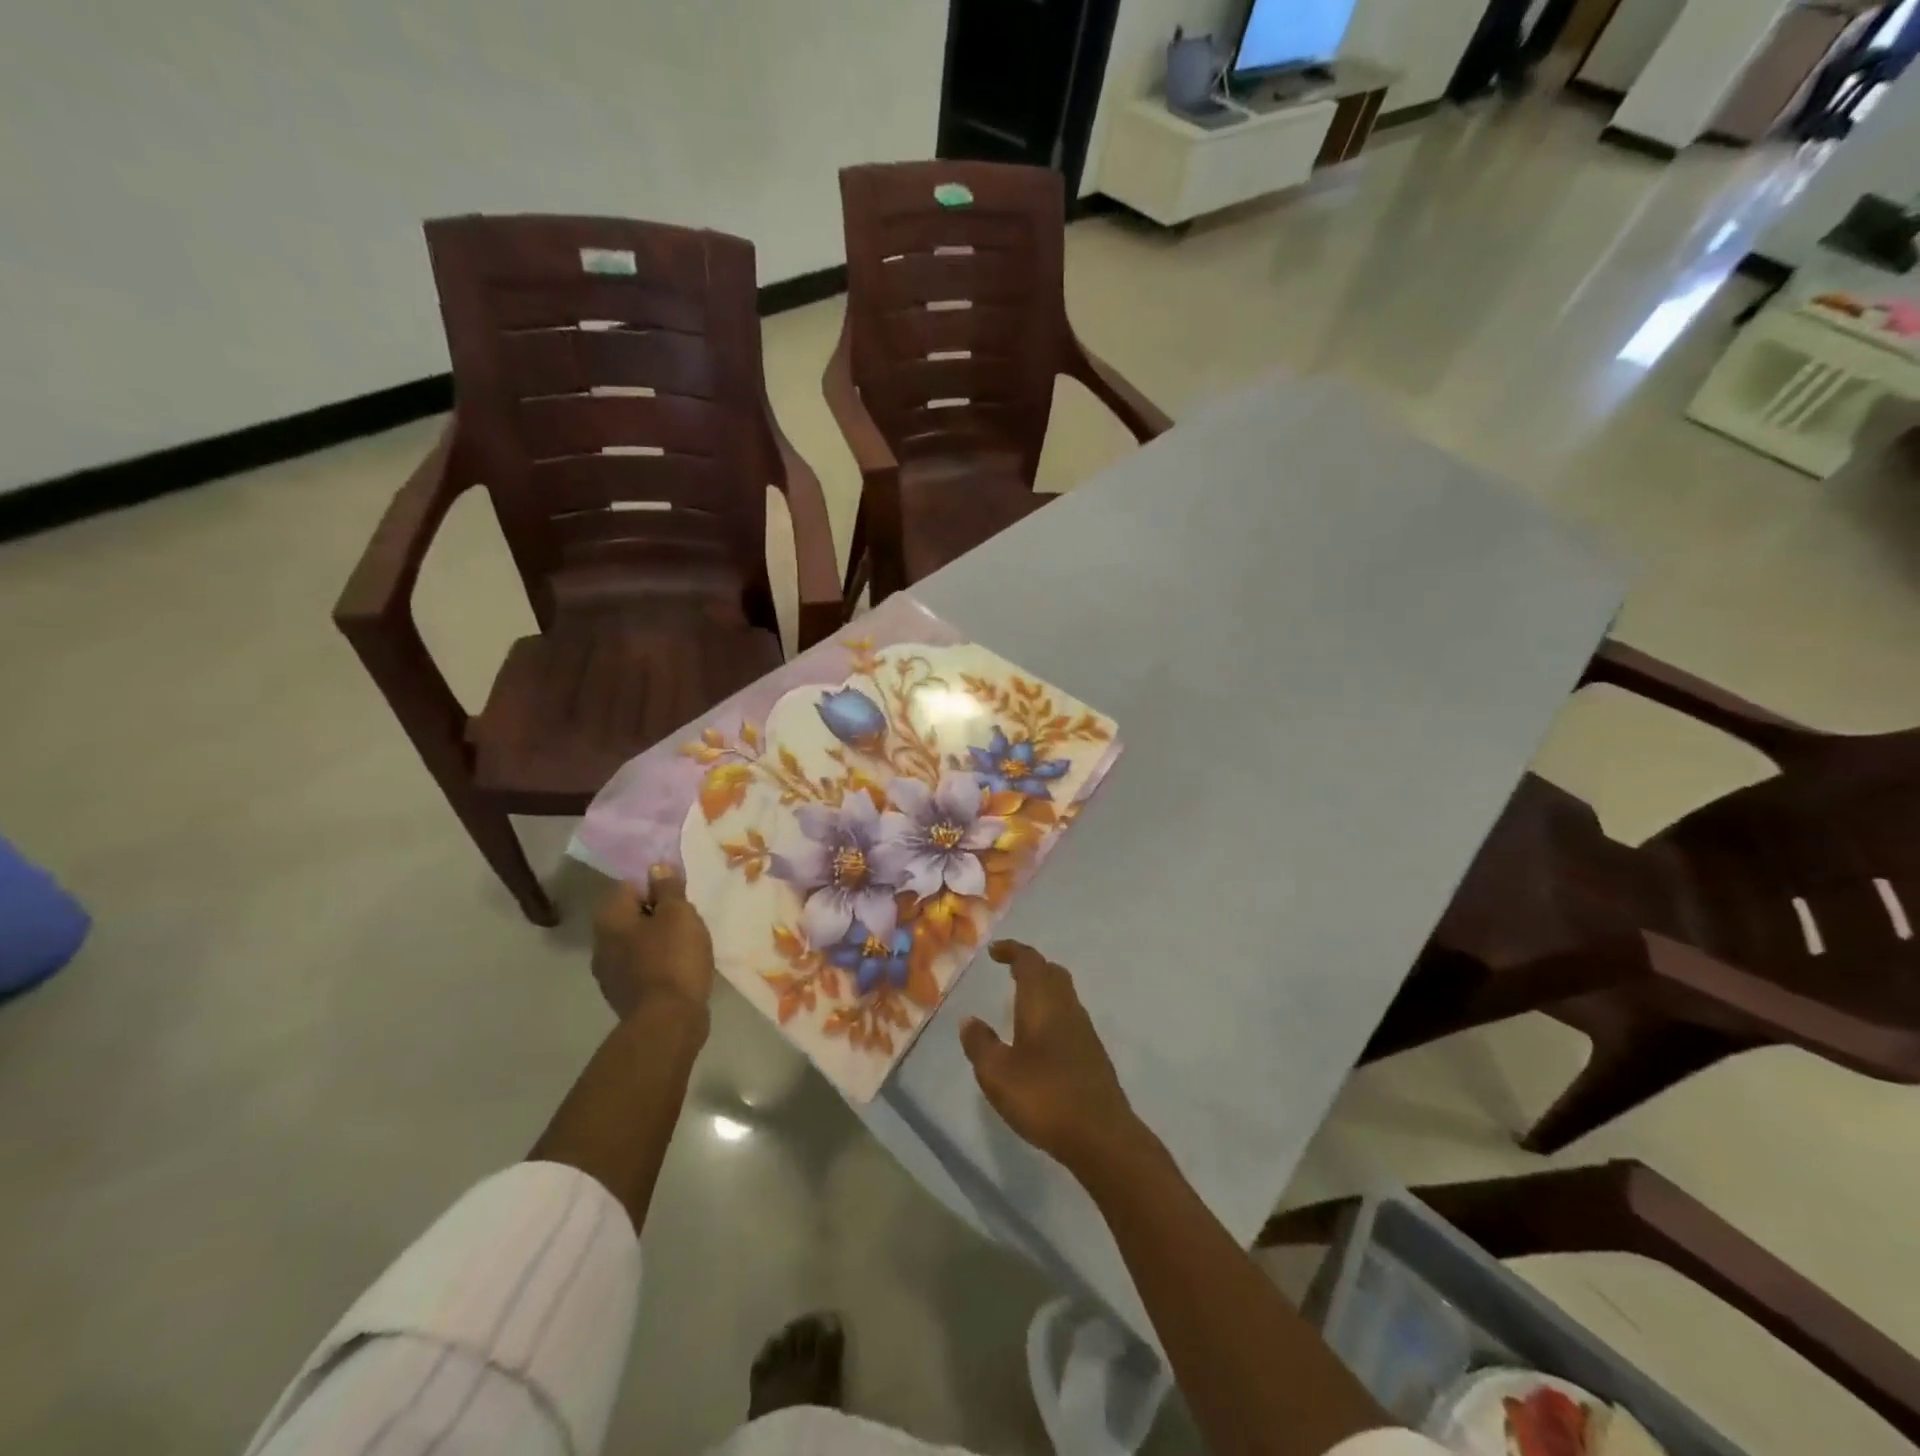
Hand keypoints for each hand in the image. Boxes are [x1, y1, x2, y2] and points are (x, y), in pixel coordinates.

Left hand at [592, 864, 715, 1020]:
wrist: (667, 1022)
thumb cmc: (673, 958)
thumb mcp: (679, 914)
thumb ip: (668, 888)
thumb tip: (656, 868)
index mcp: (610, 918)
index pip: (629, 885)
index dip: (656, 884)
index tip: (680, 894)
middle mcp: (601, 943)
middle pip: (631, 914)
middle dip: (656, 913)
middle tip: (687, 917)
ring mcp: (609, 972)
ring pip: (635, 941)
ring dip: (657, 938)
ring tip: (687, 943)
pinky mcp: (623, 994)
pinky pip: (641, 965)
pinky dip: (657, 962)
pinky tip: (679, 967)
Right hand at [960, 941, 1141, 1175]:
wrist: (1102, 1136)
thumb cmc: (1044, 1097)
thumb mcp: (997, 1074)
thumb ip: (980, 1044)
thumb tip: (969, 1020)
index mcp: (1043, 1003)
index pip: (1030, 962)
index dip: (1012, 951)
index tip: (994, 951)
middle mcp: (1067, 1008)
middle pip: (1052, 973)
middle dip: (1030, 966)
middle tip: (1009, 971)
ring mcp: (1085, 1032)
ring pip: (1064, 995)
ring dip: (1043, 990)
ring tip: (1020, 1004)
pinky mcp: (1093, 1055)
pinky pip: (1069, 1018)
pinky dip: (1052, 1014)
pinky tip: (1040, 1039)